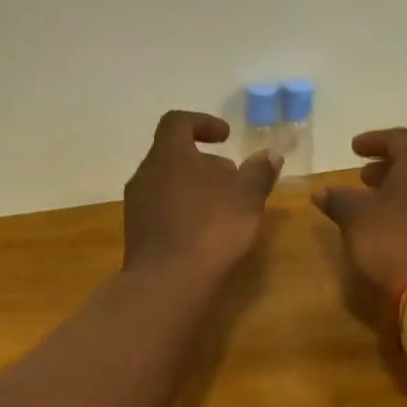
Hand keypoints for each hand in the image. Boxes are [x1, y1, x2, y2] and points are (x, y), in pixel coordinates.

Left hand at [123, 110, 280, 281]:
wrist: (166, 284)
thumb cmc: (210, 229)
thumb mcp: (246, 198)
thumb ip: (258, 172)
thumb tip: (270, 154)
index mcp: (168, 155)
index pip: (178, 122)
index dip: (203, 123)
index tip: (226, 137)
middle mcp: (145, 174)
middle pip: (174, 155)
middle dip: (206, 162)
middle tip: (234, 178)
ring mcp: (136, 205)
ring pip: (168, 183)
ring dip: (196, 188)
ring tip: (225, 207)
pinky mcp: (136, 233)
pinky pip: (162, 209)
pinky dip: (184, 210)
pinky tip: (205, 232)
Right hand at [313, 128, 406, 303]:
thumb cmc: (395, 242)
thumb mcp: (356, 218)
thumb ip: (339, 200)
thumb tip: (321, 191)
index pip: (399, 139)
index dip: (374, 141)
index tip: (354, 148)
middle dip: (388, 168)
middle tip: (364, 177)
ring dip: (403, 191)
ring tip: (378, 204)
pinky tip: (399, 228)